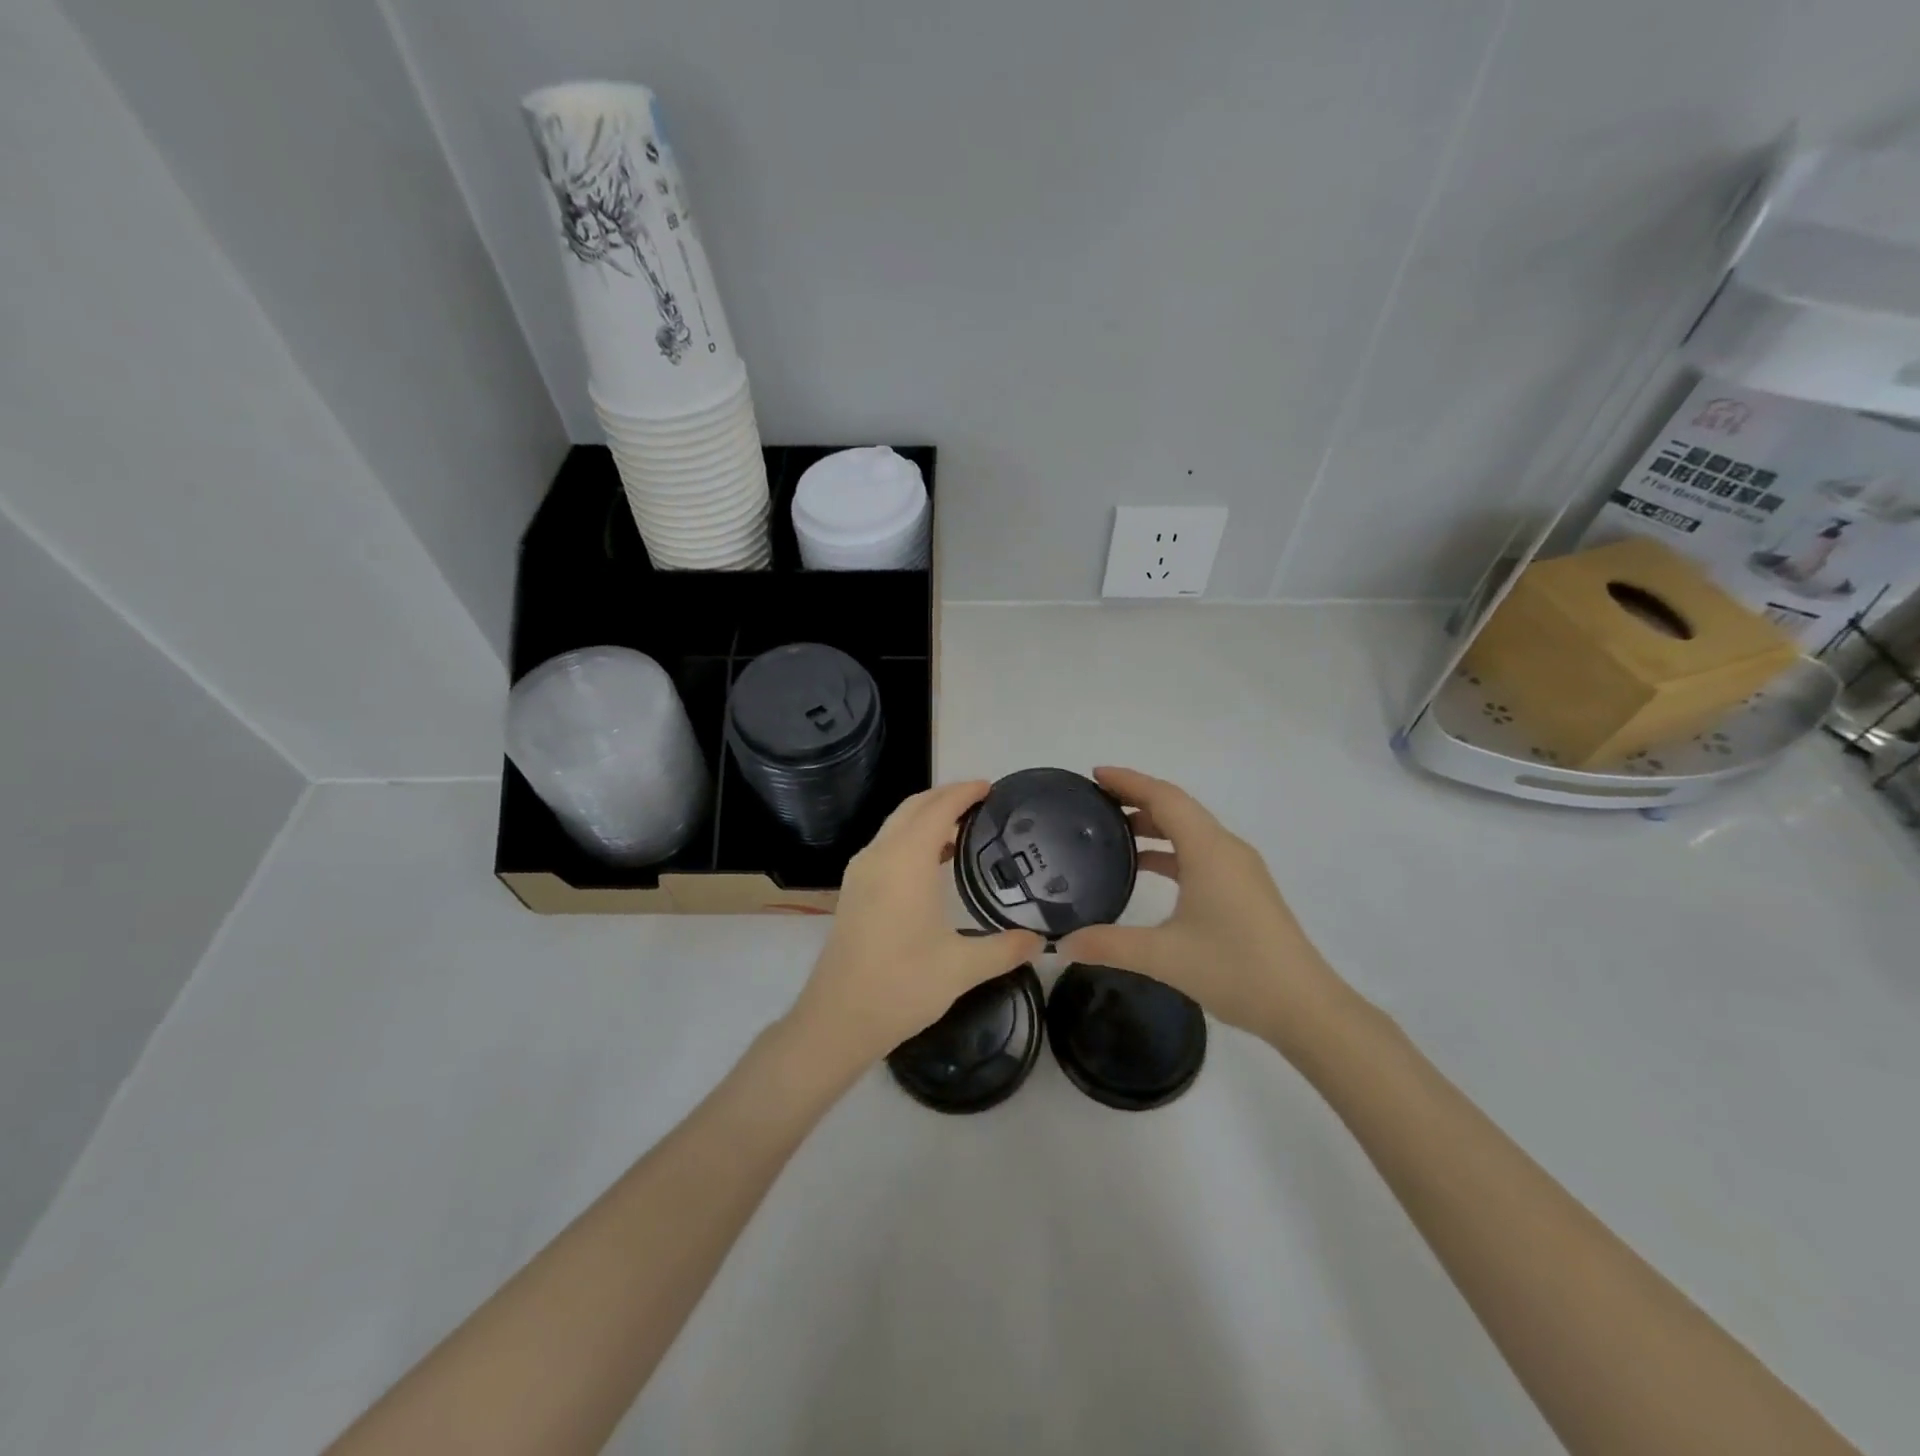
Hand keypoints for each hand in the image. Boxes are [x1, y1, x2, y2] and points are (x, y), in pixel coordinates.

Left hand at [789, 781, 1043, 1066]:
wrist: (837, 1019)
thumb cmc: (901, 986)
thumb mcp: (962, 968)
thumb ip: (1005, 949)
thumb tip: (1041, 941)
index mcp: (906, 862)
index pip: (937, 808)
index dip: (964, 792)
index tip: (990, 786)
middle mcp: (879, 855)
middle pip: (913, 808)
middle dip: (945, 797)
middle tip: (981, 801)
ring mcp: (861, 872)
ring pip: (895, 825)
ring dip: (926, 817)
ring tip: (963, 827)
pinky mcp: (854, 890)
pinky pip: (886, 845)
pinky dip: (912, 838)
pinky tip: (933, 862)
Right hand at [1058, 767, 1347, 1046]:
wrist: (1304, 1007)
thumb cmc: (1235, 969)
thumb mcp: (1163, 957)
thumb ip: (1108, 945)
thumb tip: (1062, 945)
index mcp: (1209, 850)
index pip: (1164, 797)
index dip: (1129, 781)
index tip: (1095, 774)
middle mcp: (1226, 849)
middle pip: (1177, 808)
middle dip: (1137, 798)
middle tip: (1095, 802)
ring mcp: (1239, 869)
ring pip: (1190, 831)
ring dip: (1154, 826)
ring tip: (1112, 834)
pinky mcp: (1244, 889)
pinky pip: (1200, 852)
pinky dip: (1170, 850)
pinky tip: (1146, 870)